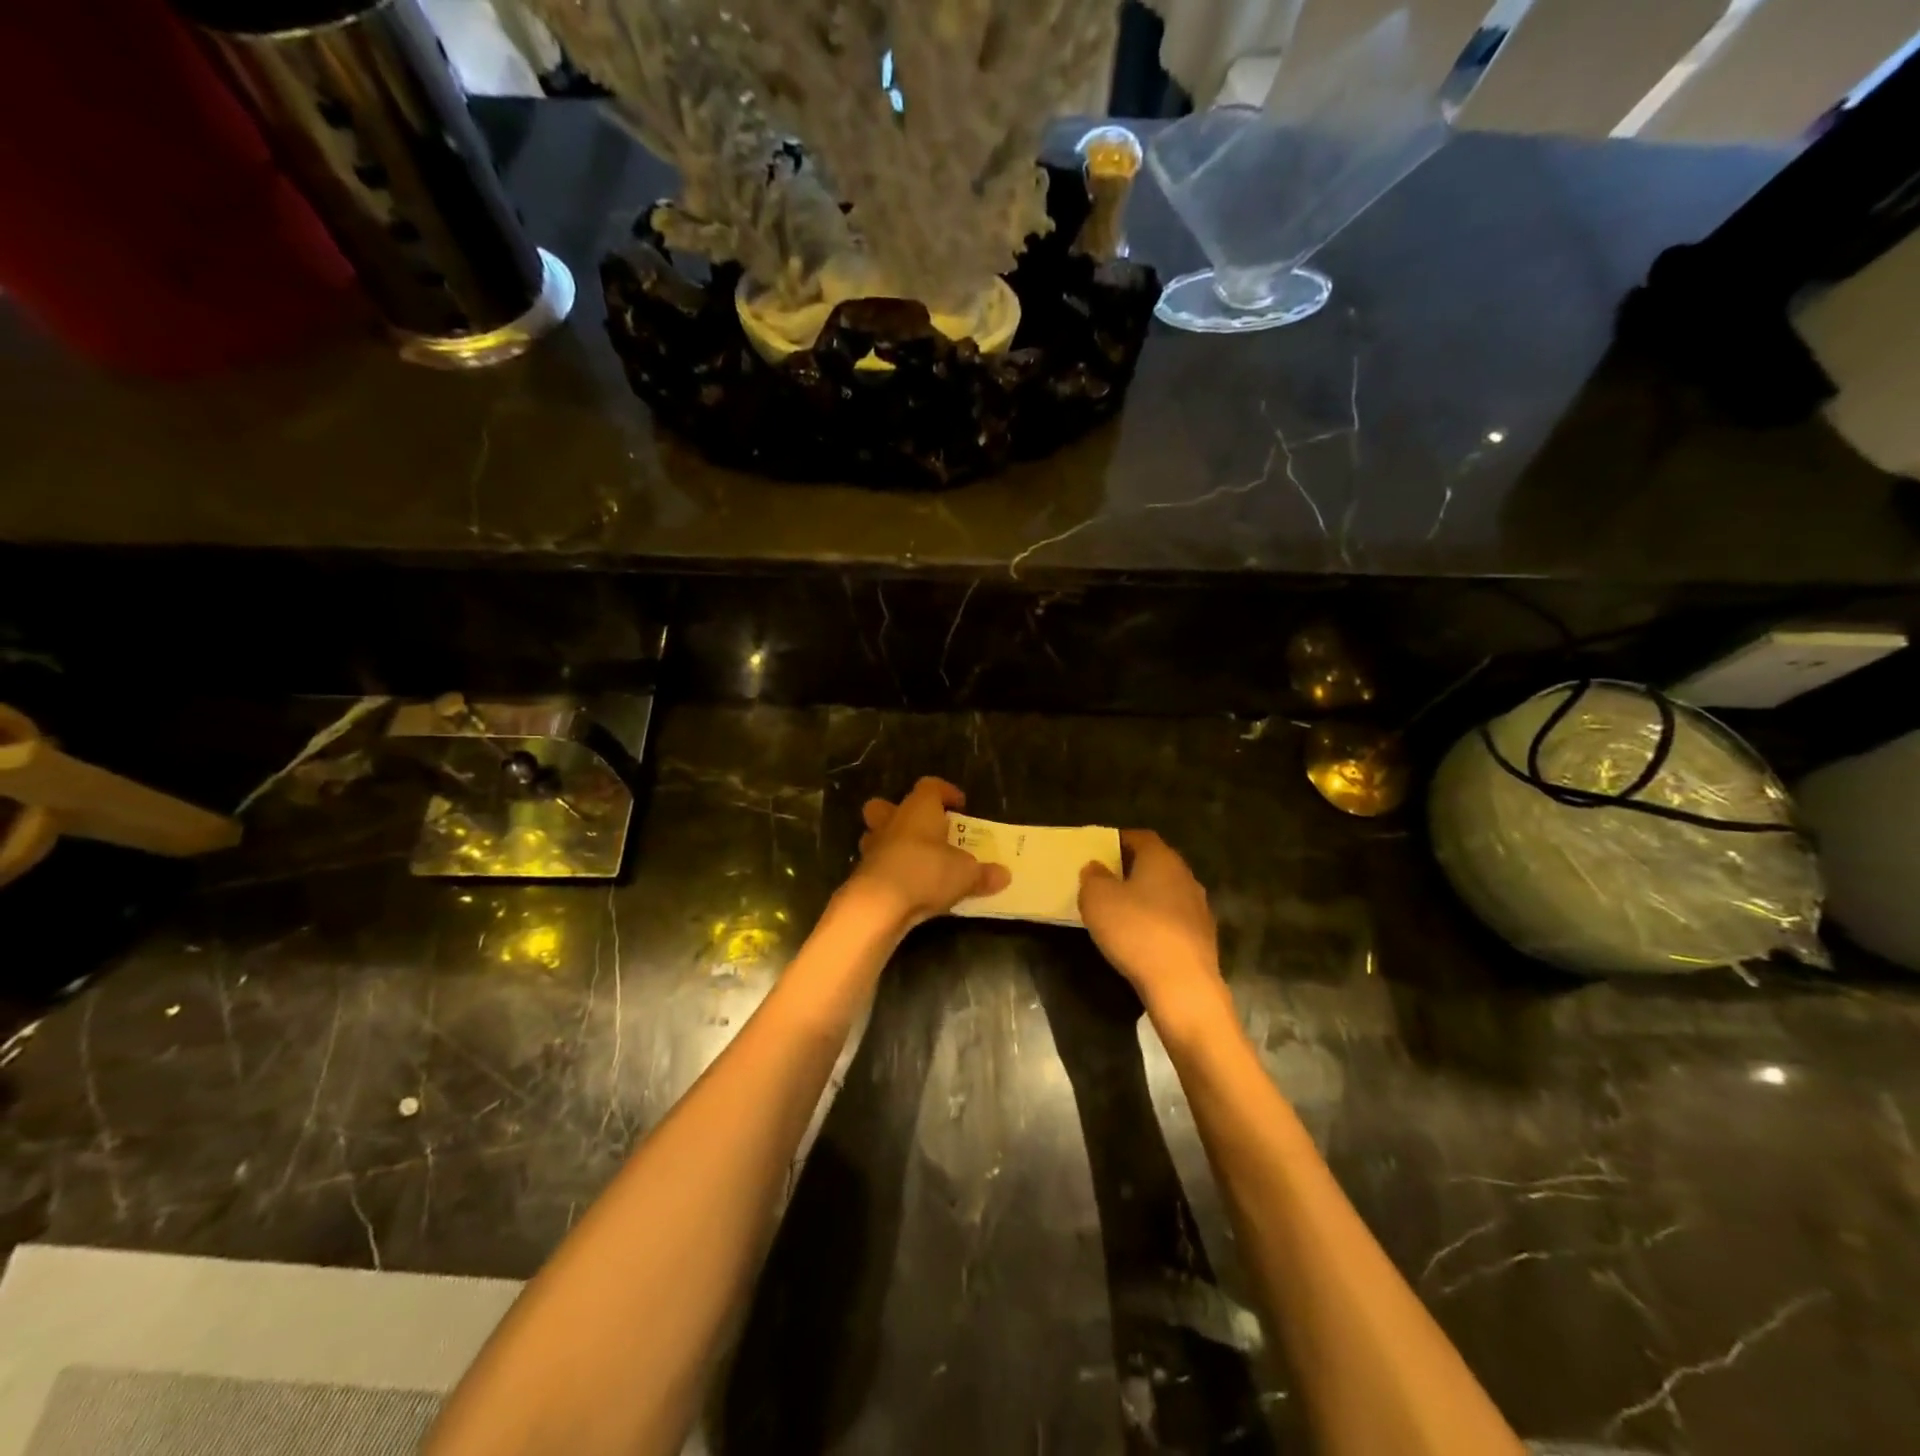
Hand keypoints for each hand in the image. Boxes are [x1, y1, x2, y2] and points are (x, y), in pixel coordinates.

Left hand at [848, 777, 1009, 930]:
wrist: (879, 904)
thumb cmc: (926, 871)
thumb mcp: (966, 874)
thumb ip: (984, 873)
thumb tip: (1004, 875)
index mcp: (919, 809)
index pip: (930, 786)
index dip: (945, 792)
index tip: (960, 806)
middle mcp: (892, 821)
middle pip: (886, 805)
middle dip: (902, 814)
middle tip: (925, 830)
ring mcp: (873, 847)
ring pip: (877, 834)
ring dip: (893, 844)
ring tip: (916, 860)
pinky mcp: (863, 873)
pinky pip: (878, 863)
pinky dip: (890, 870)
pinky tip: (907, 886)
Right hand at [1079, 831, 1233, 1038]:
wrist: (1183, 985)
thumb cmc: (1136, 931)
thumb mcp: (1097, 899)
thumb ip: (1093, 877)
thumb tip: (1097, 868)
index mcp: (1162, 858)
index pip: (1140, 837)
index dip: (1118, 841)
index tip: (1099, 852)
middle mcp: (1186, 876)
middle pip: (1156, 864)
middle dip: (1131, 870)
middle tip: (1105, 881)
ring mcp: (1199, 908)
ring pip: (1166, 892)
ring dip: (1146, 898)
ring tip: (1121, 913)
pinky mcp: (1204, 938)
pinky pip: (1174, 920)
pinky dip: (1157, 923)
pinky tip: (1141, 939)